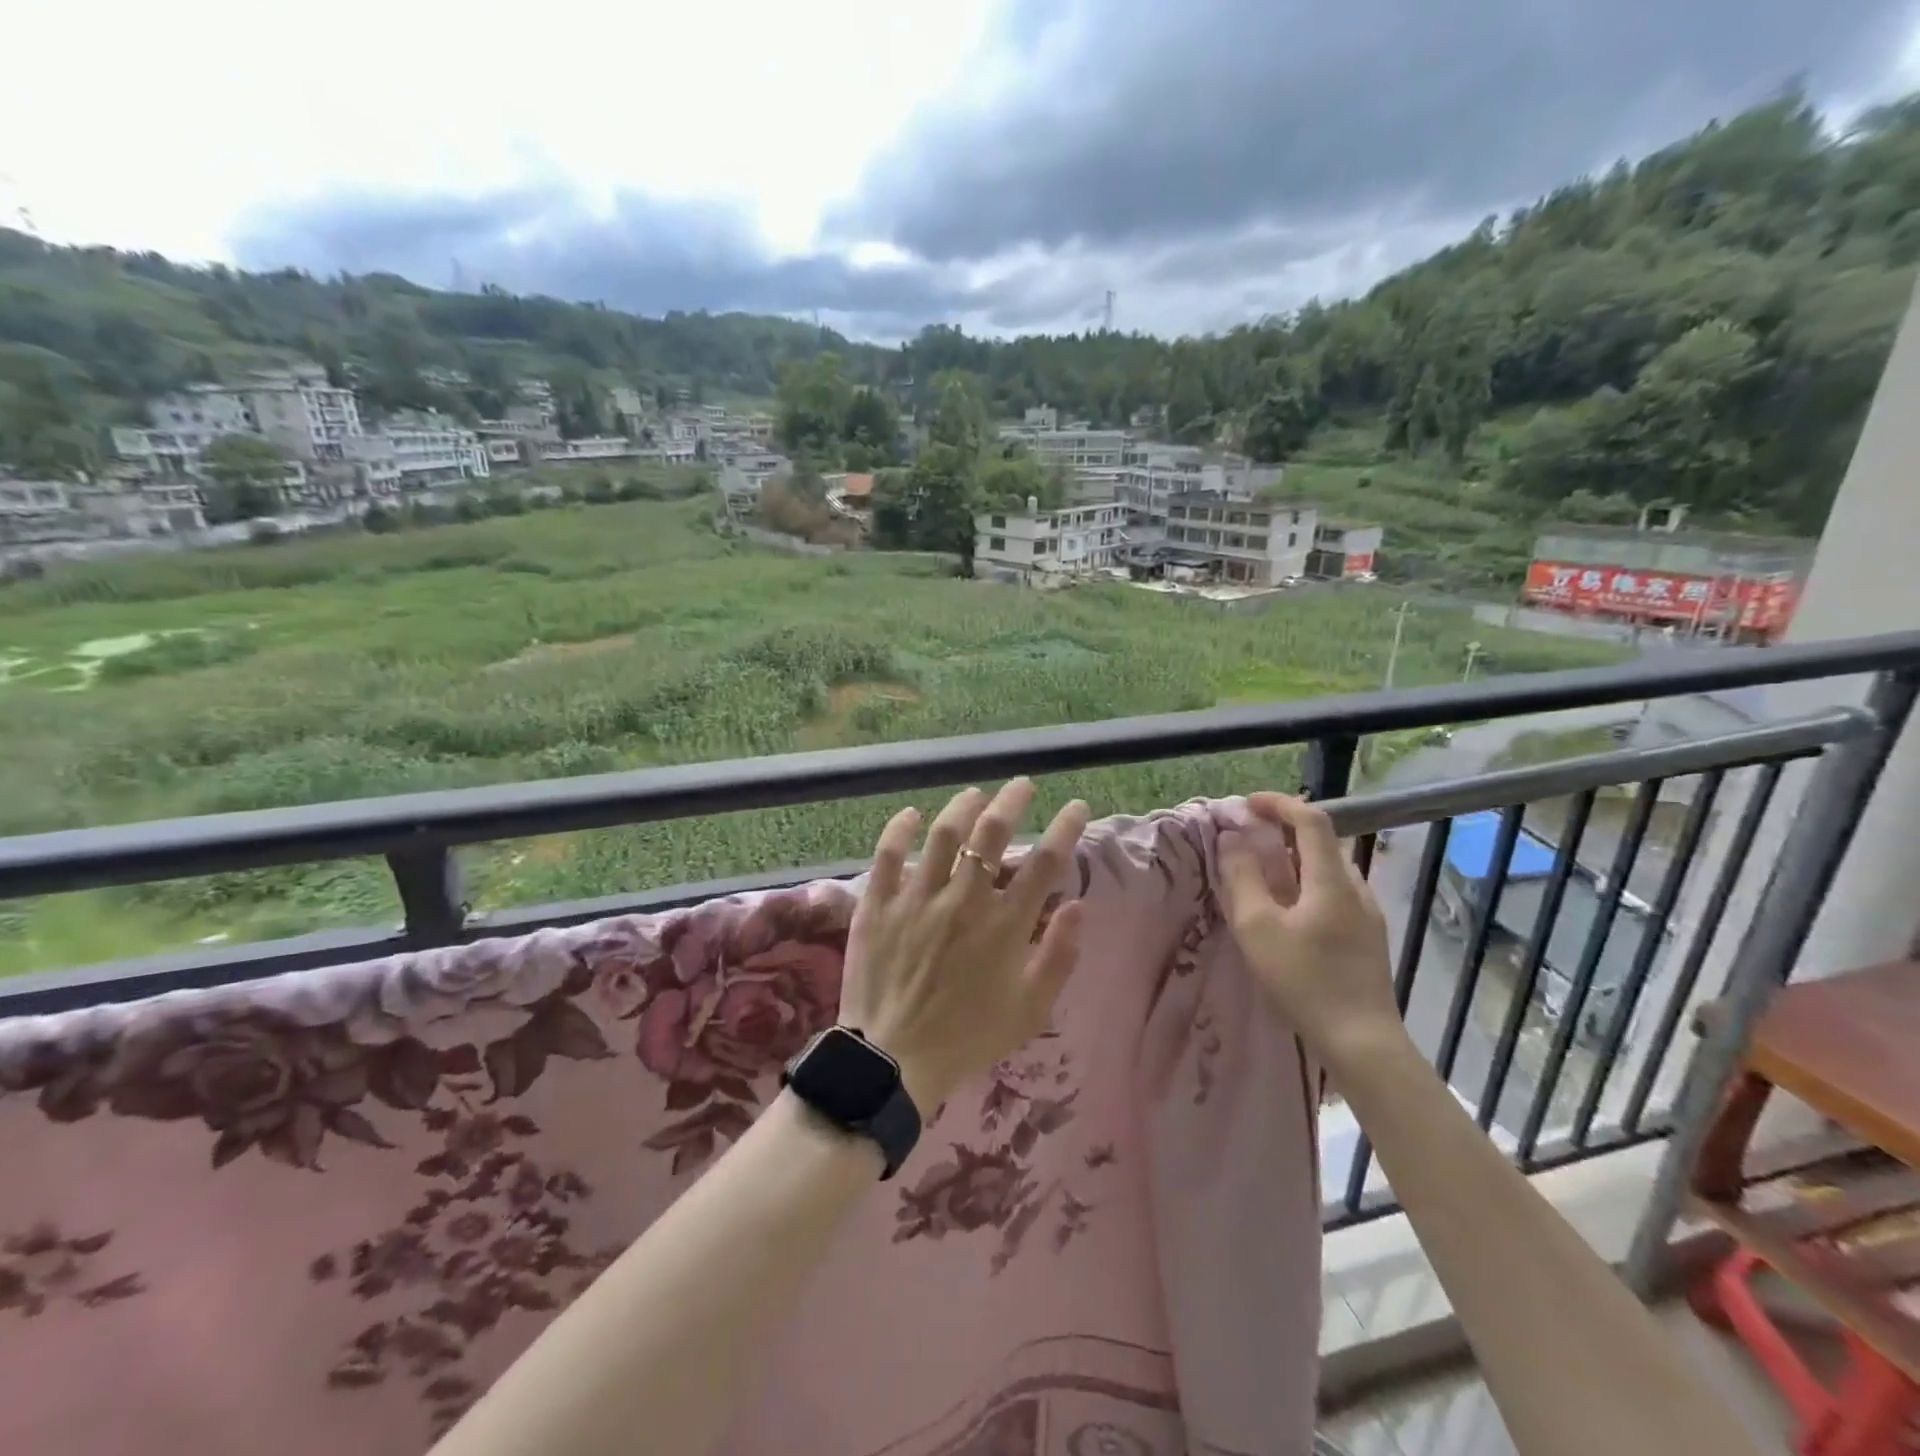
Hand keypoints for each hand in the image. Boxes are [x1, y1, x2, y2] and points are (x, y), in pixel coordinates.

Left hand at [839, 780, 1089, 1112]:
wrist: (893, 1061)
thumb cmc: (969, 1037)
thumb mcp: (1030, 1009)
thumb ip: (1059, 956)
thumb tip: (1078, 907)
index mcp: (1005, 925)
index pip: (1046, 862)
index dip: (1065, 828)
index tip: (1075, 806)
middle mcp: (964, 900)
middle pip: (993, 833)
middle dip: (1013, 800)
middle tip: (1022, 786)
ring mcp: (917, 898)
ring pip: (944, 833)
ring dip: (963, 806)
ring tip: (976, 795)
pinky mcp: (879, 904)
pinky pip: (888, 854)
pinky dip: (901, 828)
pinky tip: (913, 814)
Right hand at [1218, 793, 1404, 1064]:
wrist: (1362, 1041)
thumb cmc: (1305, 980)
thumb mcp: (1257, 927)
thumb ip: (1242, 878)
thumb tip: (1232, 840)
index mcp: (1332, 879)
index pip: (1311, 820)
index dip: (1279, 804)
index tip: (1247, 805)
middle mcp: (1356, 888)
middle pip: (1321, 842)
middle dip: (1282, 830)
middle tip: (1248, 838)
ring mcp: (1367, 914)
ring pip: (1328, 869)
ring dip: (1294, 858)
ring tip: (1262, 874)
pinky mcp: (1368, 937)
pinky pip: (1334, 892)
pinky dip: (1306, 883)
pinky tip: (1288, 911)